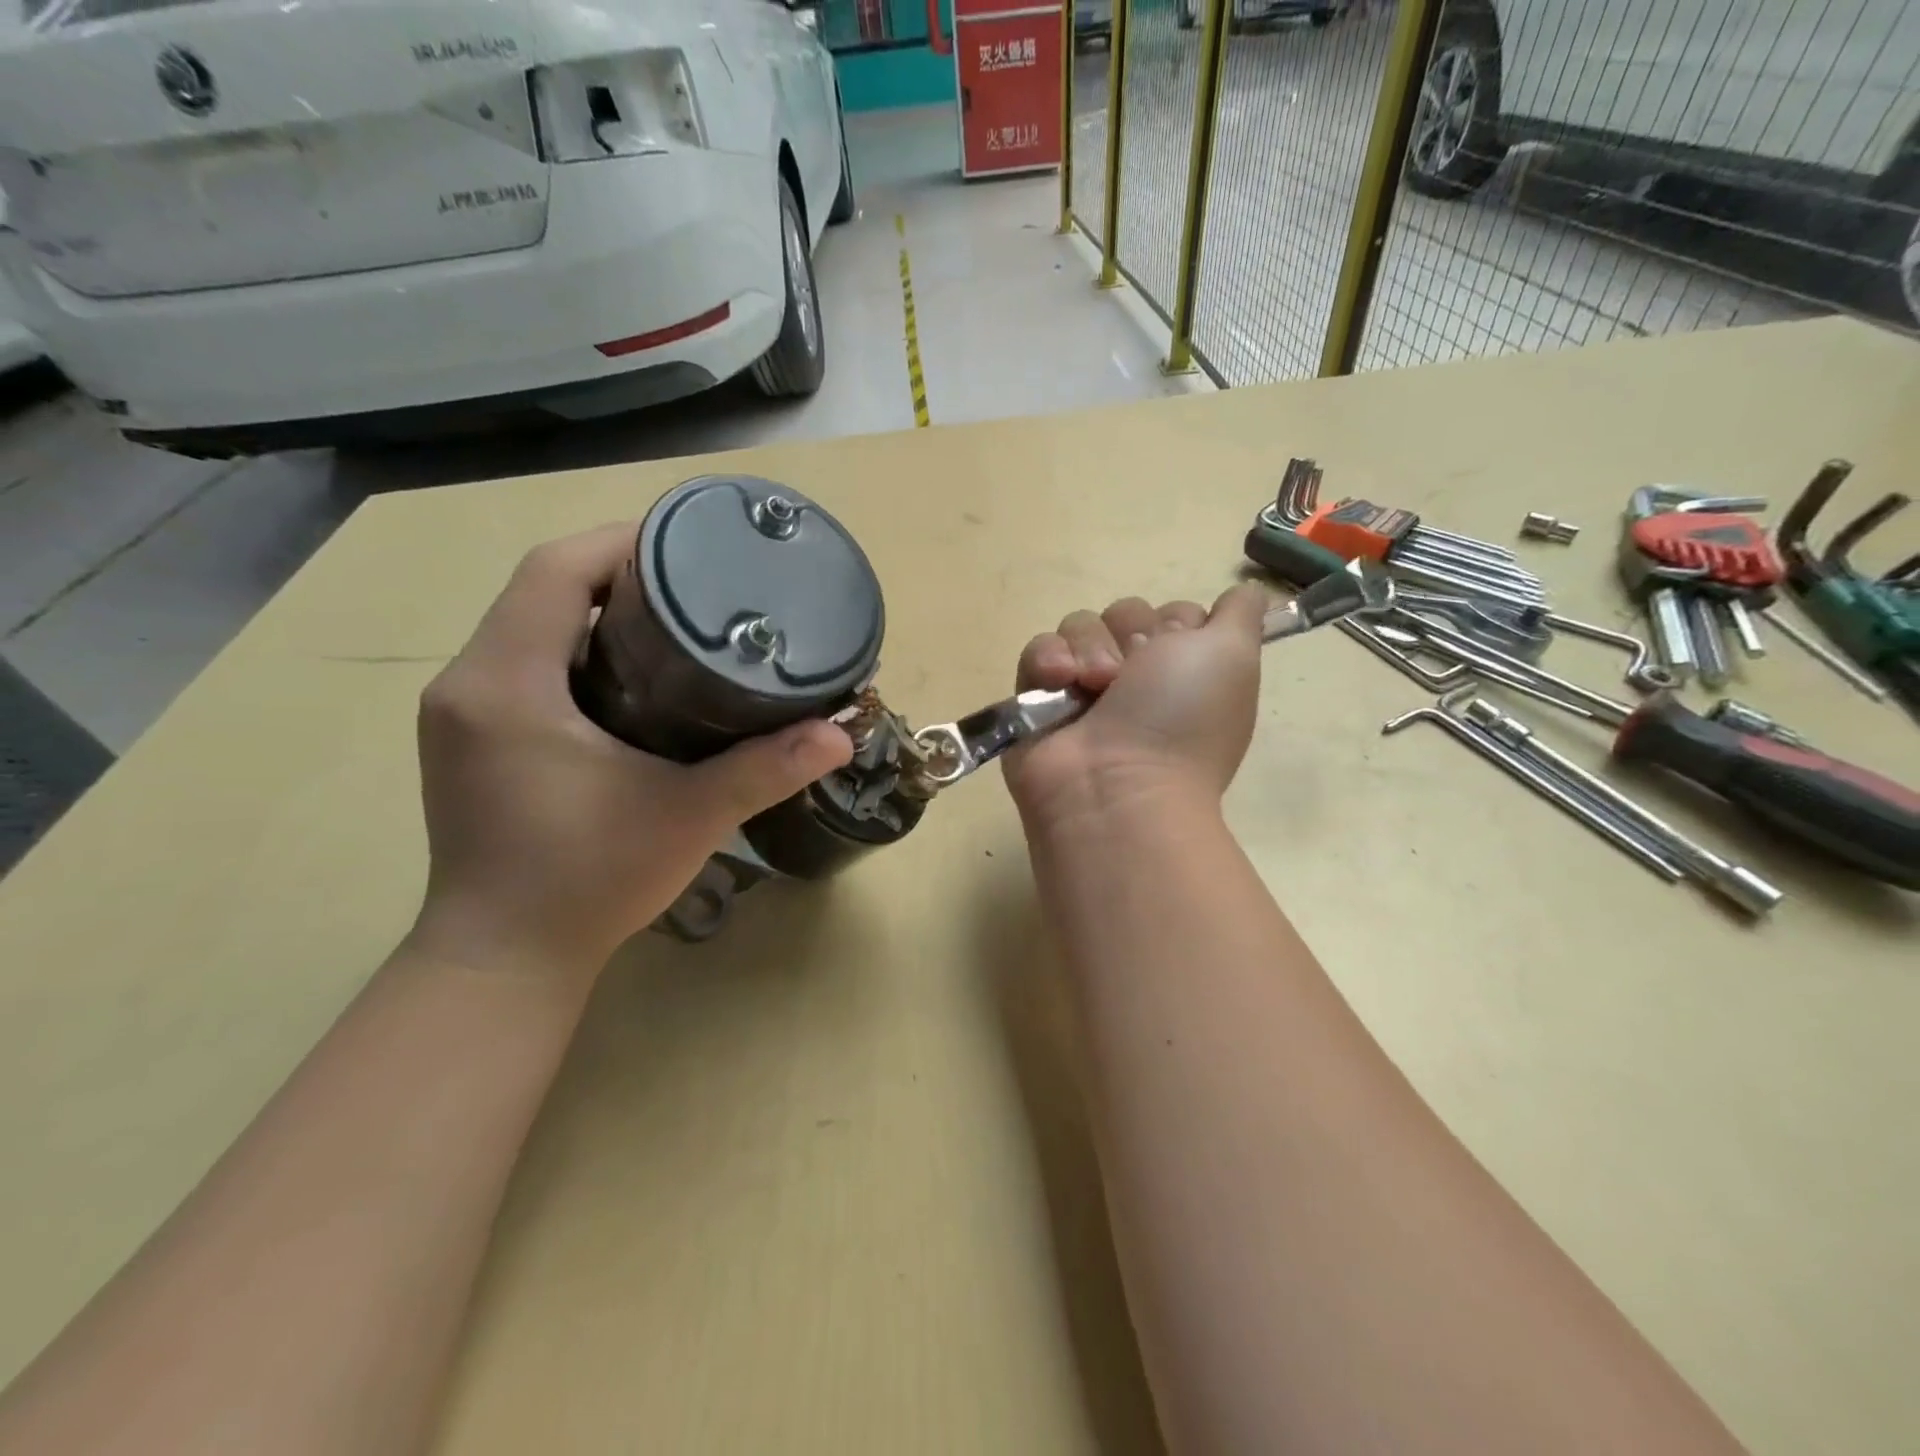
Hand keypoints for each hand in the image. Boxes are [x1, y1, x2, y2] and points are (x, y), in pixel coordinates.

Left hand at [409, 524, 852, 981]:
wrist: (504, 961)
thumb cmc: (588, 882)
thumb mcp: (688, 817)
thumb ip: (766, 769)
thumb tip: (841, 736)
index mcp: (507, 683)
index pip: (555, 570)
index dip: (622, 542)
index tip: (691, 546)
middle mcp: (470, 683)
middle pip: (544, 590)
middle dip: (620, 574)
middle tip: (699, 587)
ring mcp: (462, 714)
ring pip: (532, 627)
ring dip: (598, 613)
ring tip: (676, 624)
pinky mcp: (471, 741)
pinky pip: (524, 665)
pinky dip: (576, 652)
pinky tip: (632, 679)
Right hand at [1004, 584, 1269, 832]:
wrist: (1115, 787)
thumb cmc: (1179, 720)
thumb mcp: (1233, 656)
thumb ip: (1241, 615)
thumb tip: (1244, 594)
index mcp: (1184, 673)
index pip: (1172, 614)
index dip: (1174, 623)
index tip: (1177, 647)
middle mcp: (1136, 680)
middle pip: (1123, 613)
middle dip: (1128, 633)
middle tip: (1132, 673)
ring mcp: (1084, 691)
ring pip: (1079, 626)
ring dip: (1088, 648)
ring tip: (1093, 685)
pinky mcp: (1037, 701)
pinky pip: (1038, 650)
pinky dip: (1047, 661)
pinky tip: (1058, 683)